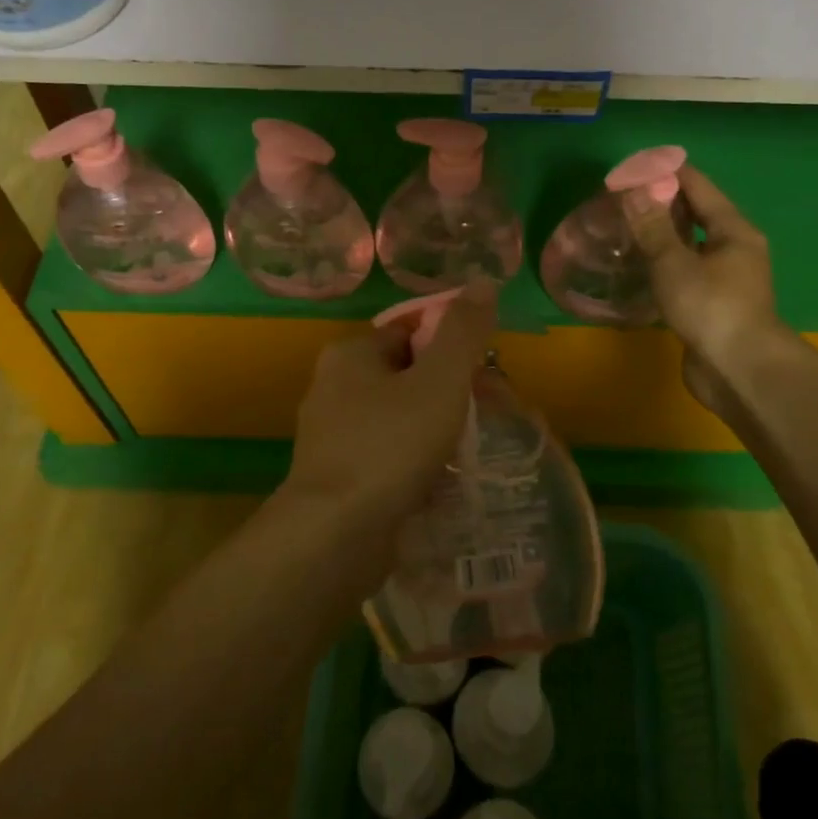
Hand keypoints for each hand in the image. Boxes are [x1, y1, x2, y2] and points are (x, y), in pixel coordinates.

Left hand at [284, 283, 497, 541]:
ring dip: (434, 429)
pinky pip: (388, 455)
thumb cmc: (390, 445)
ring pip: (398, 418)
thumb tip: (483, 282)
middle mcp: (333, 387)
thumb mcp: (439, 381)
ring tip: (470, 449)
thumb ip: (463, 332)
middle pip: (406, 375)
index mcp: (350, 354)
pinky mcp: (338, 477)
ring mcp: (332, 435)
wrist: (335, 536)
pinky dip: (415, 462)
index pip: (410, 331)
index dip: (451, 345)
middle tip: (485, 413)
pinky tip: (442, 481)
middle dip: (447, 392)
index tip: (484, 371)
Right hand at [620, 165, 788, 412]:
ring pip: (689, 246)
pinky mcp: (712, 304)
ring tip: (624, 228)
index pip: (699, 187)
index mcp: (734, 231)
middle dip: (661, 203)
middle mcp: (734, 249)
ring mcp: (725, 279)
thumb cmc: (711, 308)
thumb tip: (634, 190)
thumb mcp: (674, 263)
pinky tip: (638, 267)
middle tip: (621, 198)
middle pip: (696, 215)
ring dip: (661, 235)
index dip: (667, 173)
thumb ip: (653, 227)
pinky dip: (663, 263)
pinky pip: (684, 271)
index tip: (633, 167)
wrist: (739, 372)